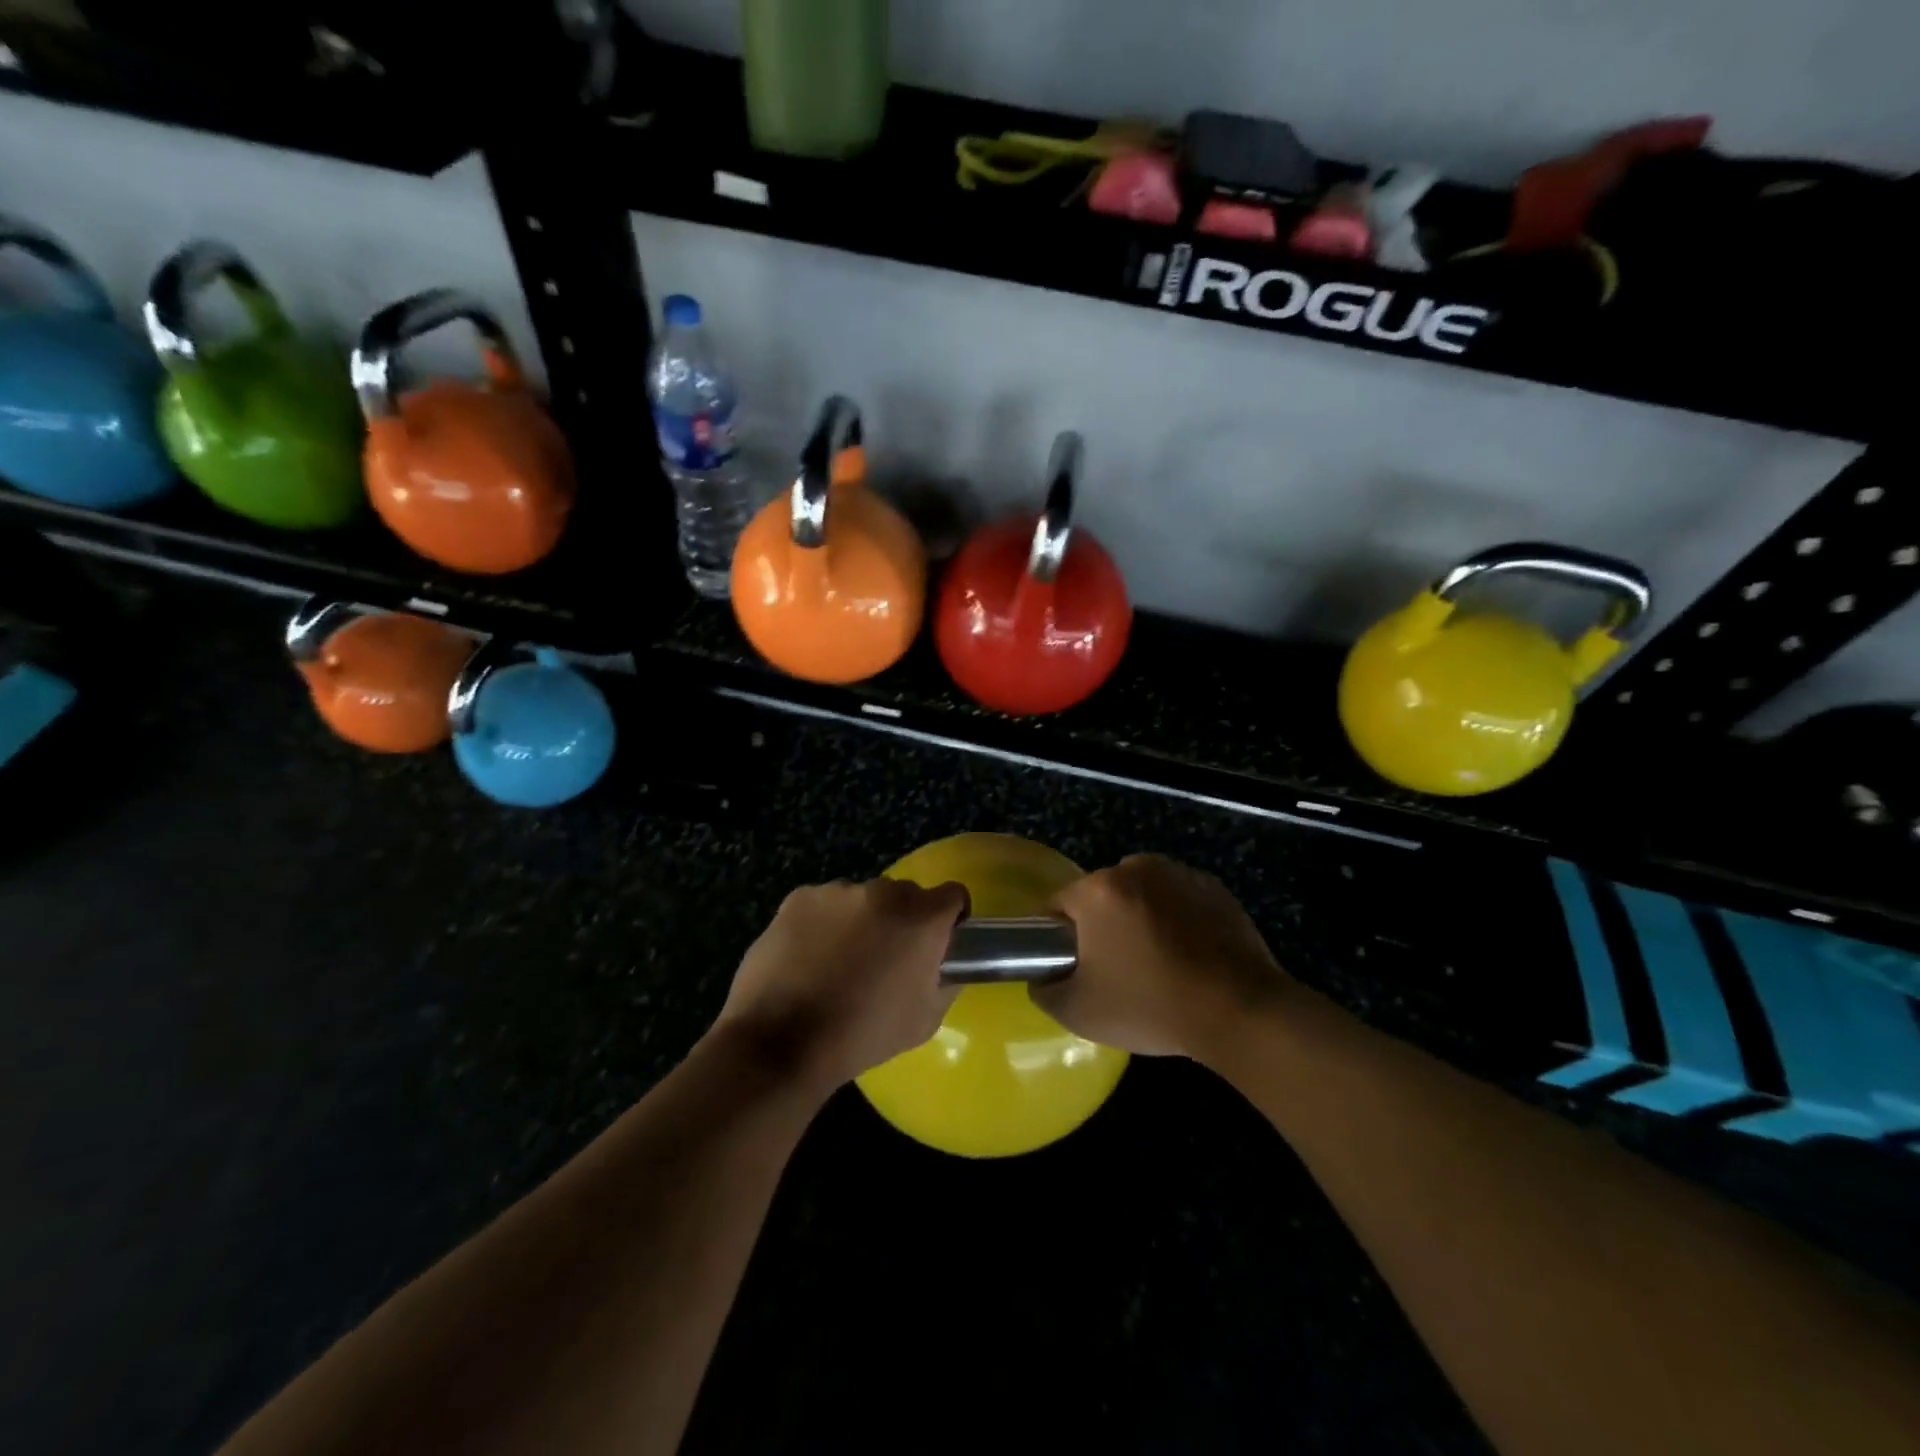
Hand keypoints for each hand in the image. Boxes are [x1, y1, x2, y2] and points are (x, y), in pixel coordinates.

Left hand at [714, 877, 968, 1092]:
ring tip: (838, 962)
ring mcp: (839, 891)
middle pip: (905, 895)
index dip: (950, 918)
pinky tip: (808, 957)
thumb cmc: (863, 1035)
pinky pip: (824, 904)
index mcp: (923, 918)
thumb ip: (945, 980)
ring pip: (862, 899)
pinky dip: (823, 923)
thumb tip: (943, 964)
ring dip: (861, 921)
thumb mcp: (925, 1020)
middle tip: (884, 959)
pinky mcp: (800, 897)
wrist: (782, 1042)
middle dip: (901, 920)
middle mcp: (885, 892)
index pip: (953, 894)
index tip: (937, 943)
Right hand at [1035, 854, 1287, 1060]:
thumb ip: (1045, 990)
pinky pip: (1178, 899)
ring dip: (1140, 919)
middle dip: (1103, 926)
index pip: (1058, 905)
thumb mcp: (1078, 1012)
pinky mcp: (1214, 888)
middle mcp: (1136, 868)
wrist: (1239, 1012)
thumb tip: (1044, 977)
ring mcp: (1179, 874)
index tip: (1075, 969)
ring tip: (1157, 964)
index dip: (1059, 939)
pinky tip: (1188, 957)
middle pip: (1101, 896)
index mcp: (1098, 890)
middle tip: (1116, 972)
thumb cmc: (1150, 1006)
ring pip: (1141, 895)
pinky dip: (1176, 919)